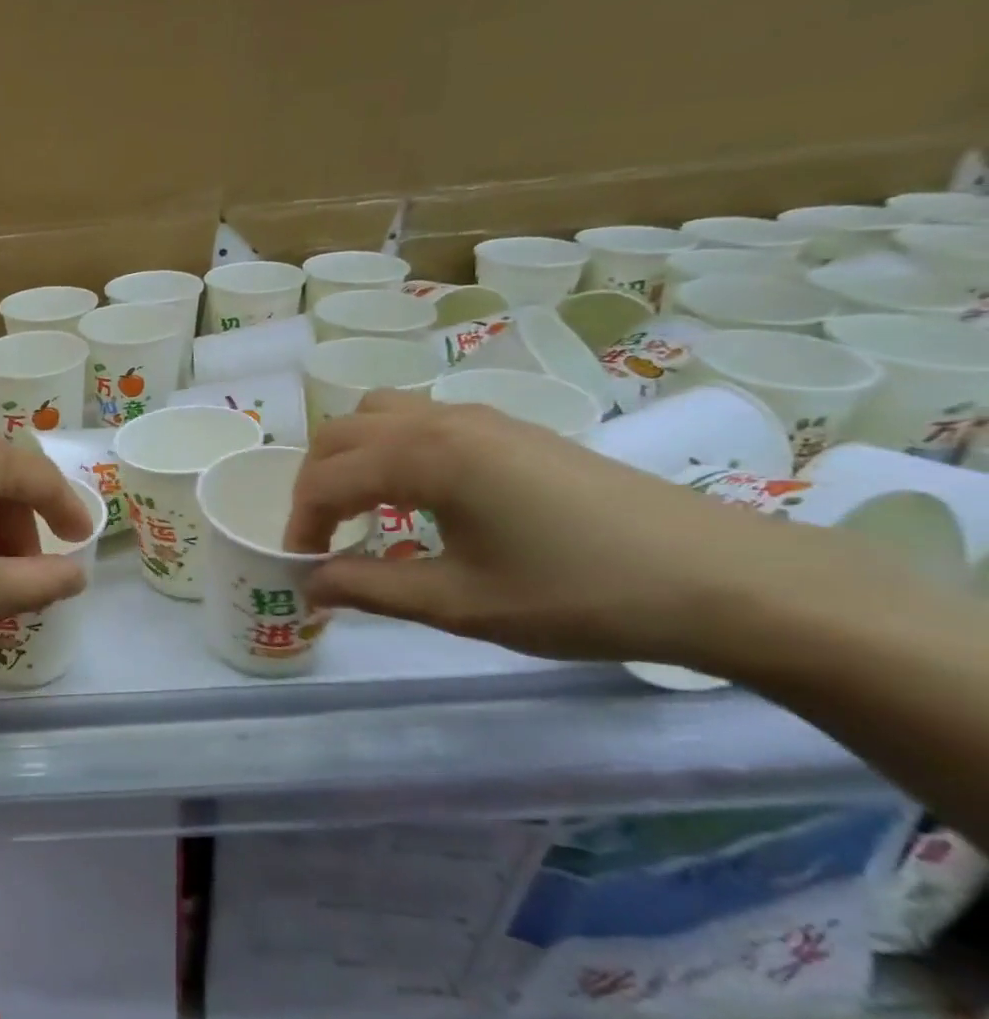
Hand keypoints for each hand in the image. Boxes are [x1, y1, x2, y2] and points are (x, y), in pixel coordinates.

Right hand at [284, 391, 860, 667]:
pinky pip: (421, 420)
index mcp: (424, 457)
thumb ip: (370, 588)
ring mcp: (481, 418)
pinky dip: (392, 449)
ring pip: (380, 414)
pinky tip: (420, 498)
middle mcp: (442, 420)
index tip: (302, 568)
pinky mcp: (512, 429)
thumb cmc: (577, 594)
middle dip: (316, 483)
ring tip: (365, 510)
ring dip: (352, 457)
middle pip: (341, 433)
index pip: (326, 479)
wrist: (719, 578)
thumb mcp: (461, 604)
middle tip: (325, 538)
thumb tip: (310, 585)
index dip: (301, 524)